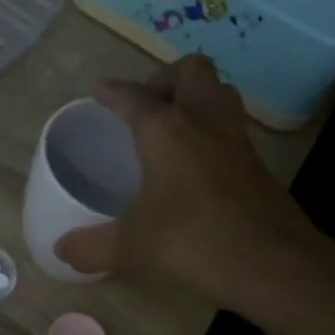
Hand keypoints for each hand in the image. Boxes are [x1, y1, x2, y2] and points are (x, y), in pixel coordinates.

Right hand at [54, 55, 316, 307]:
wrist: (273, 263)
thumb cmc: (193, 242)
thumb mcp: (132, 247)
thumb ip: (92, 246)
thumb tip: (60, 249)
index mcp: (165, 129)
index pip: (131, 96)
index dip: (111, 92)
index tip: (99, 92)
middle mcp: (202, 120)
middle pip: (190, 70)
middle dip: (165, 79)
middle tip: (147, 108)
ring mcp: (235, 138)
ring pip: (219, 91)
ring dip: (196, 97)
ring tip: (173, 126)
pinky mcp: (257, 162)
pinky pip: (232, 125)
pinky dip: (212, 129)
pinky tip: (199, 161)